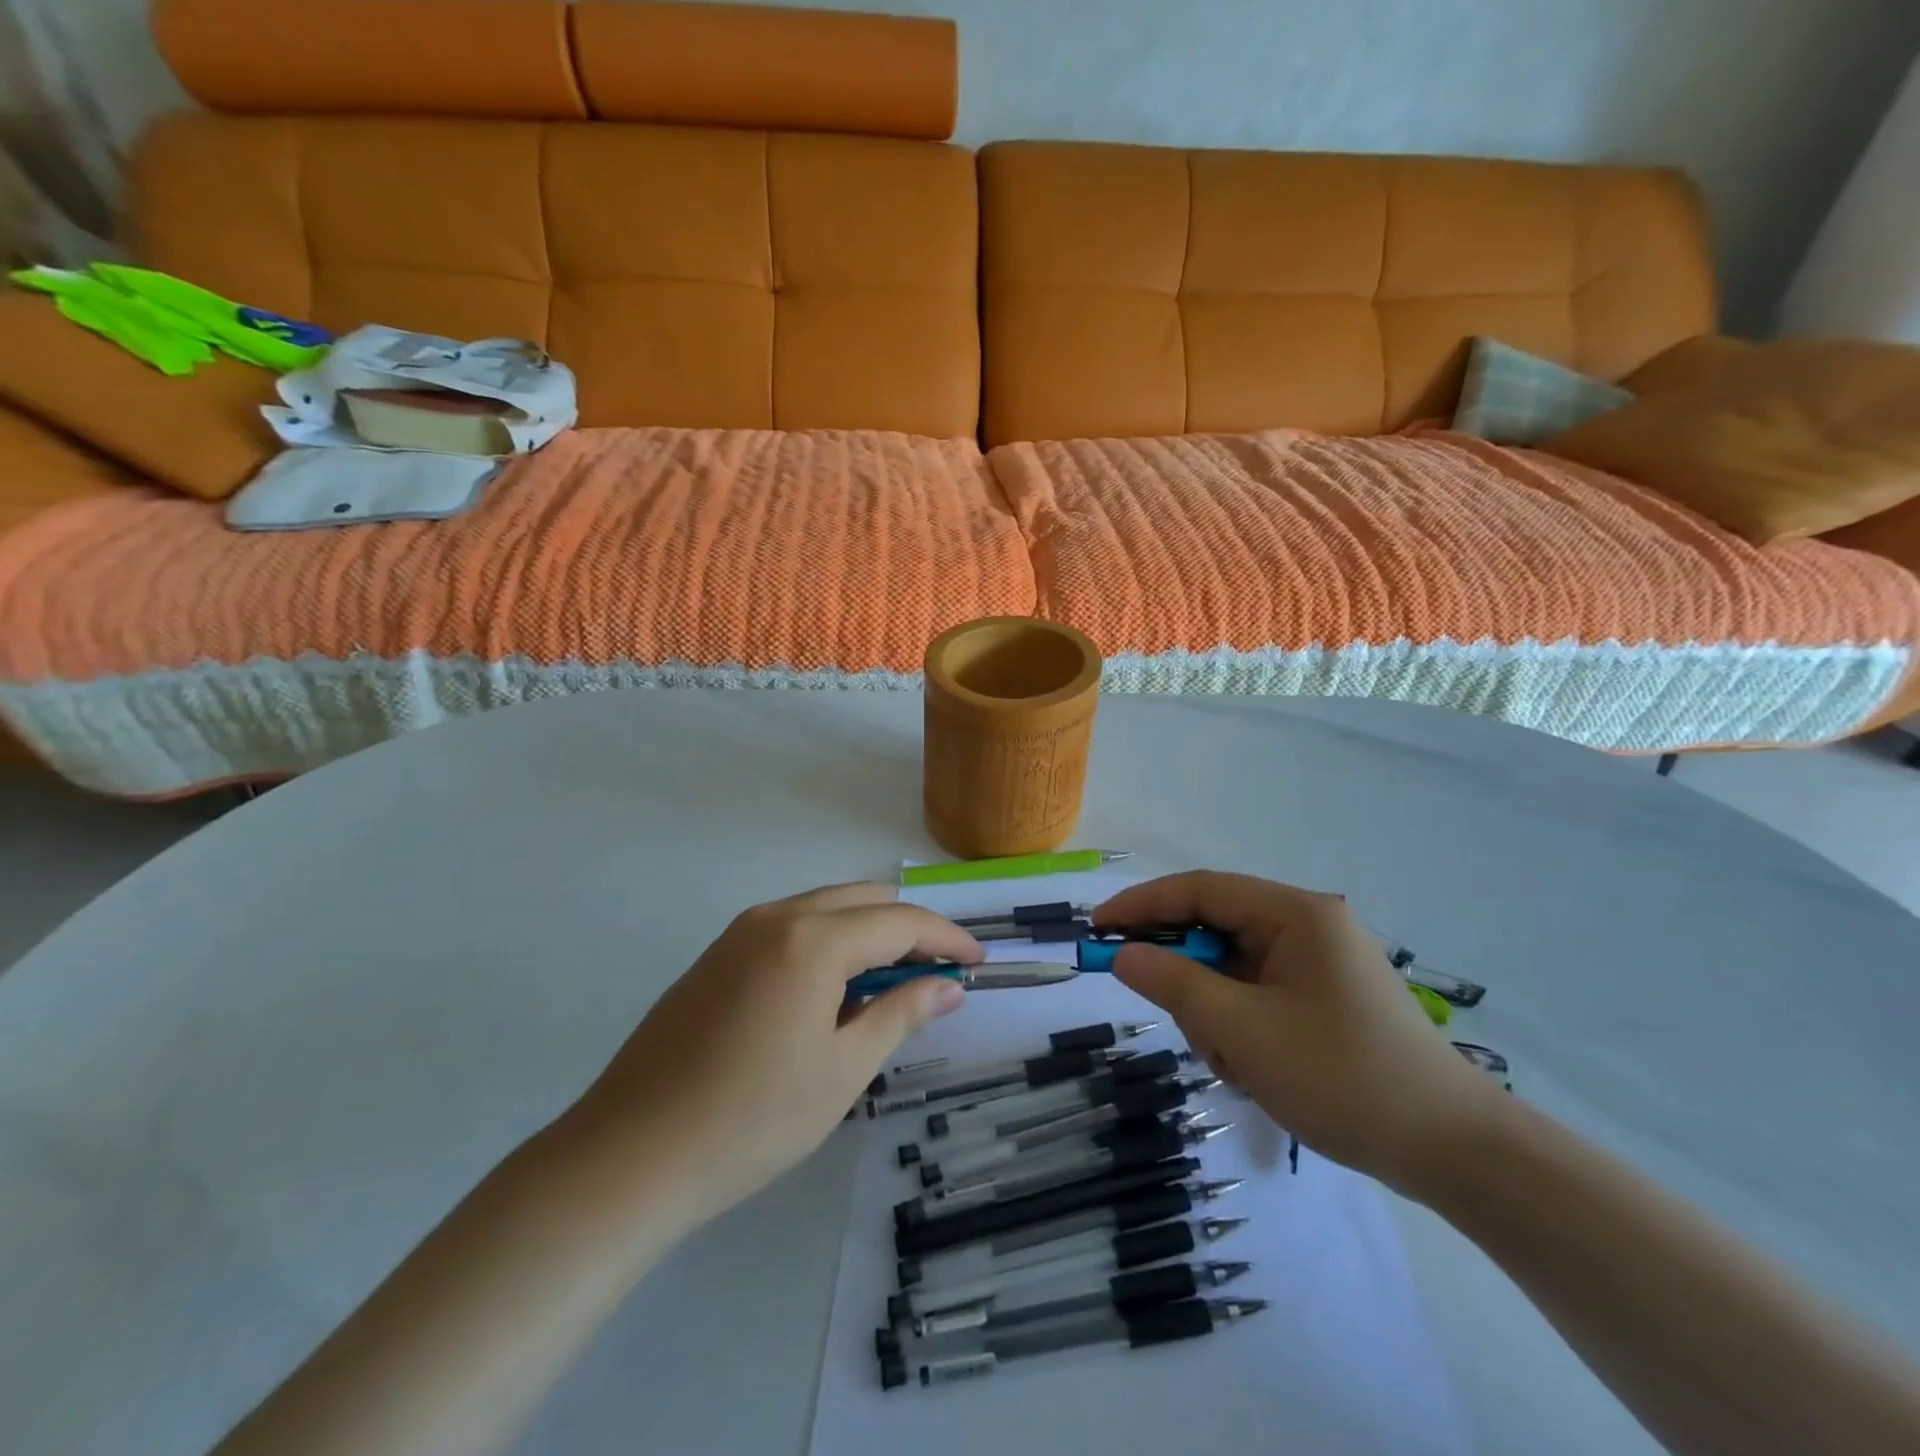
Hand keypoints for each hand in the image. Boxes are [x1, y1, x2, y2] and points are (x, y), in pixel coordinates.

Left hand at [564, 884, 979, 1231]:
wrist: (628, 1156)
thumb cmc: (752, 1119)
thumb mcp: (843, 1070)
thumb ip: (901, 1015)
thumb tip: (949, 985)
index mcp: (811, 939)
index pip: (899, 922)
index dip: (946, 938)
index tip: (978, 963)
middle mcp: (775, 917)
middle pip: (863, 901)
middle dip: (909, 930)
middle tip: (939, 973)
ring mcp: (739, 933)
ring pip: (825, 909)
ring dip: (867, 934)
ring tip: (891, 986)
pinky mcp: (716, 956)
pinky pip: (790, 928)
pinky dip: (828, 943)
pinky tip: (832, 993)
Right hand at [1096, 872, 1499, 1196]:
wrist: (1456, 1154)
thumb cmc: (1344, 1078)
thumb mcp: (1243, 1032)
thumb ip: (1175, 985)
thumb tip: (1123, 954)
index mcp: (1294, 914)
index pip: (1200, 890)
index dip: (1142, 905)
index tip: (1097, 928)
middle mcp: (1307, 927)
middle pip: (1217, 931)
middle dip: (1187, 976)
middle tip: (1174, 1019)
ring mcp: (1319, 965)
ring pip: (1234, 970)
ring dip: (1216, 1012)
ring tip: (1234, 1064)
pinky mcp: (1326, 1000)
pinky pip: (1258, 996)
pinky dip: (1240, 1027)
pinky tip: (1255, 1070)